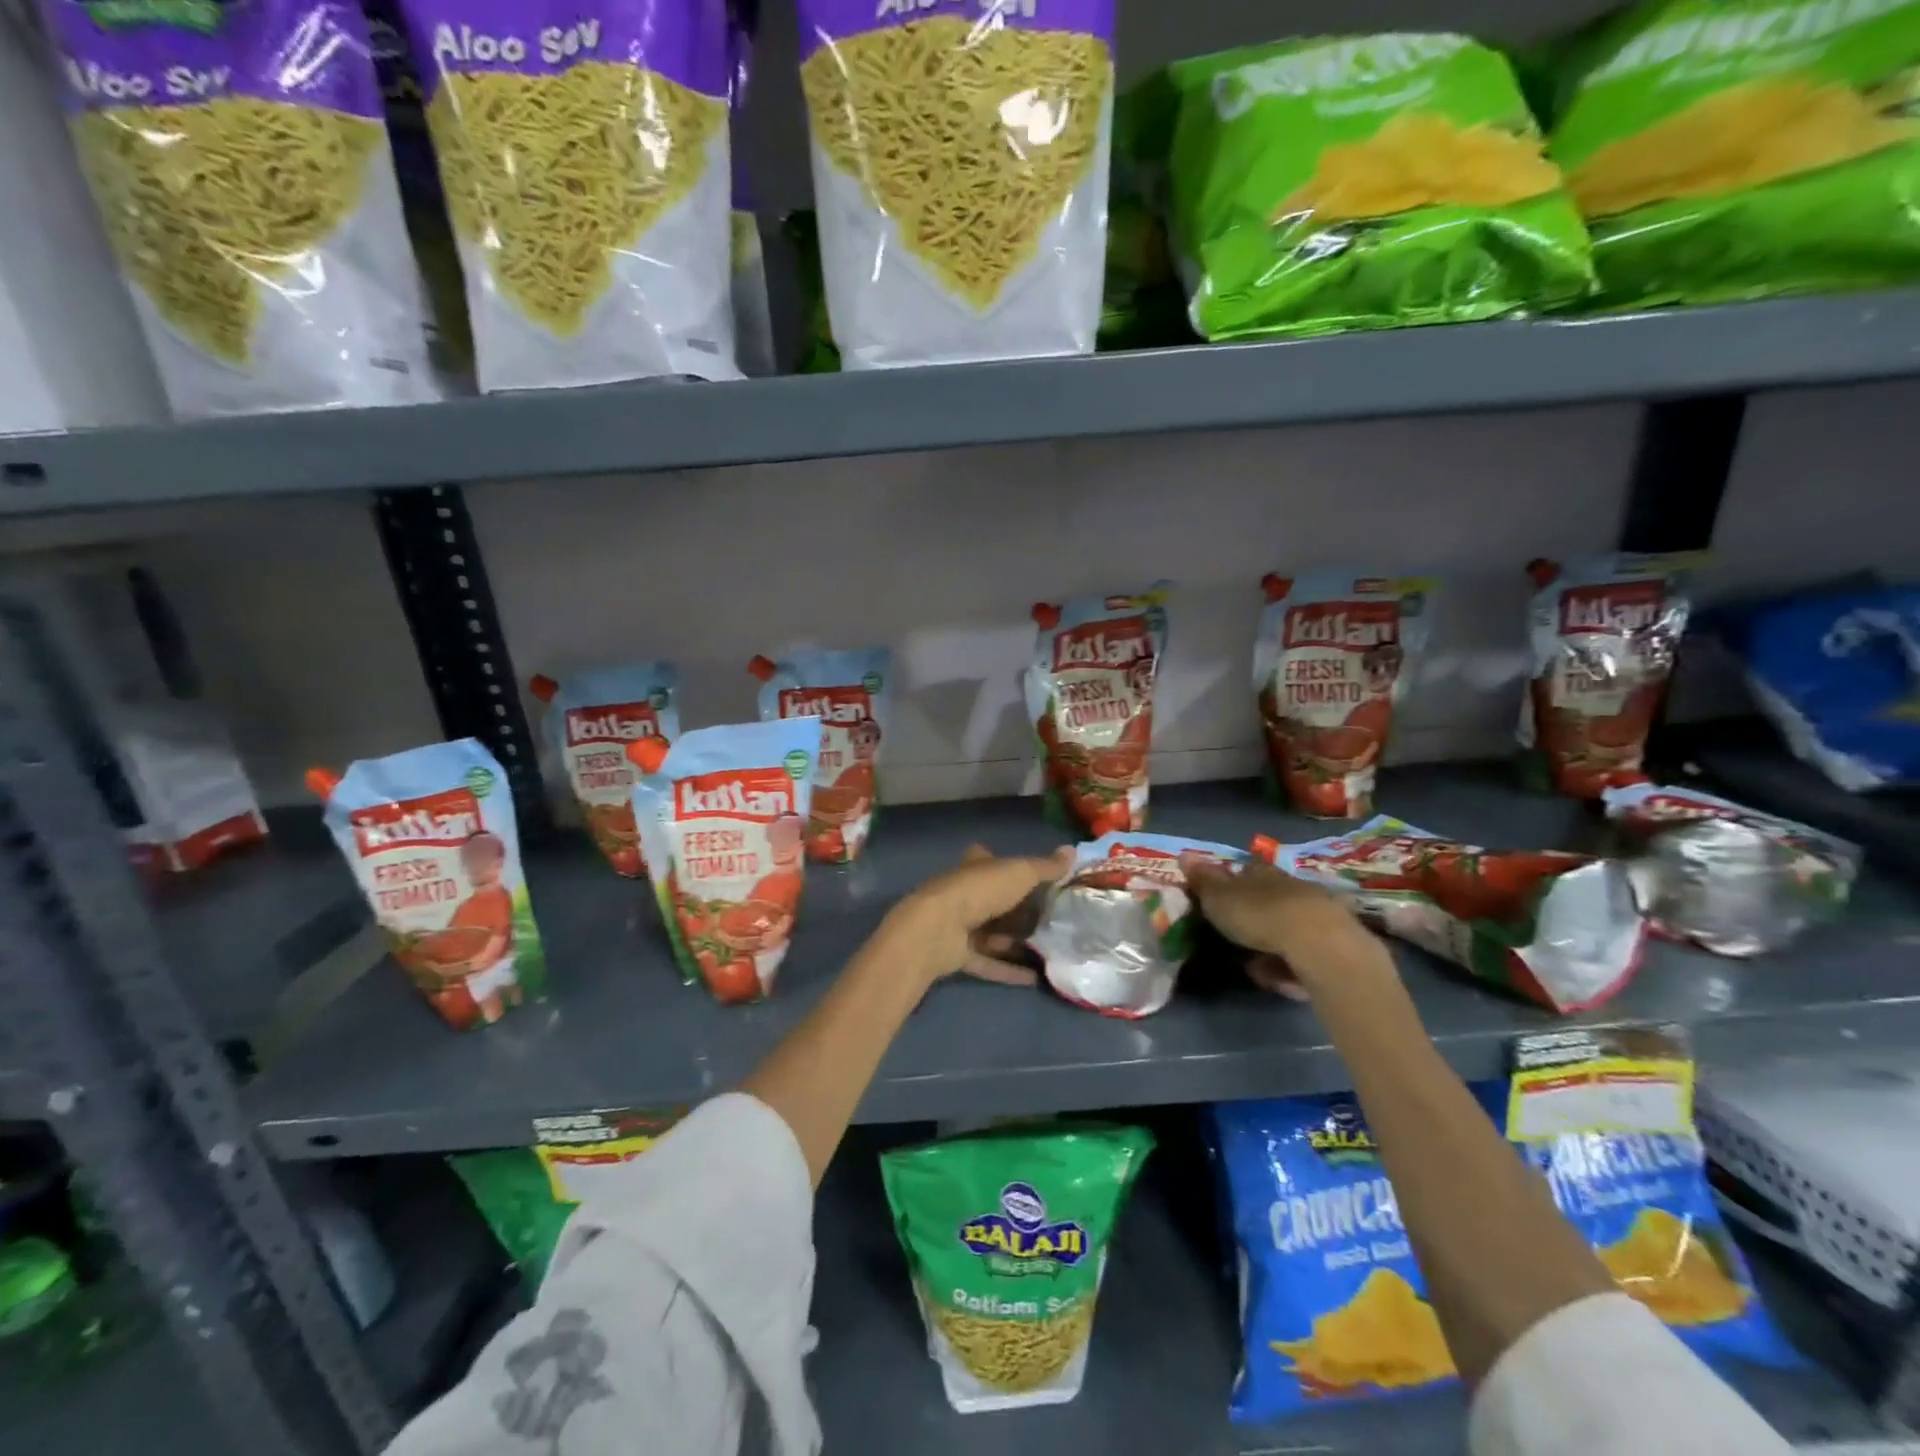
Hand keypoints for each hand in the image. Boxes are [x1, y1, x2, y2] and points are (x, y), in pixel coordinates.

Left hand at [881, 844, 1073, 989]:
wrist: (938, 928)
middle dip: (1020, 912)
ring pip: (992, 934)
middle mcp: (965, 893)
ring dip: (1015, 943)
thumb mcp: (1020, 873)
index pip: (991, 862)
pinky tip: (1035, 979)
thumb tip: (1072, 850)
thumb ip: (1045, 867)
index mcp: (975, 867)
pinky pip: (988, 963)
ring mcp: (959, 926)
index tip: (1037, 879)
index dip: (1009, 867)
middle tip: (1053, 922)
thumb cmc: (980, 891)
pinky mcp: (957, 954)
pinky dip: (1009, 970)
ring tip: (1049, 952)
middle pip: (995, 901)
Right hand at [1179, 853, 1391, 997]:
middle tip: (1237, 936)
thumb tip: (1184, 854)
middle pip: (1269, 897)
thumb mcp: (1219, 898)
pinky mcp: (1334, 943)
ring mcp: (1316, 913)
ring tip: (1256, 965)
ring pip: (1287, 926)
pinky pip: (1303, 952)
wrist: (1318, 944)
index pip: (1245, 870)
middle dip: (1255, 914)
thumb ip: (1203, 880)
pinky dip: (1290, 964)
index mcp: (1261, 873)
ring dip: (1272, 943)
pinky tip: (1280, 978)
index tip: (1220, 899)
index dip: (1232, 882)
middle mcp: (1290, 887)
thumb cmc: (1260, 914)